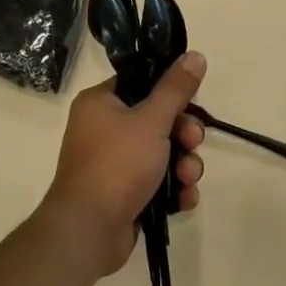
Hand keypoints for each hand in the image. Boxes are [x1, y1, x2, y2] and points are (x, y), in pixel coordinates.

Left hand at [41, 53, 207, 278]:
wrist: (89, 230)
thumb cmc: (117, 165)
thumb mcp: (151, 120)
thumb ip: (176, 88)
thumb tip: (196, 55)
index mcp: (101, 104)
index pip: (141, 84)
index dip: (170, 92)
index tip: (192, 101)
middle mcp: (104, 130)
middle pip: (158, 120)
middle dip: (184, 135)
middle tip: (193, 142)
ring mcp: (115, 164)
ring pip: (163, 154)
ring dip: (184, 165)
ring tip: (189, 178)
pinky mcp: (126, 194)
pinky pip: (159, 182)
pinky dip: (174, 189)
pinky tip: (184, 199)